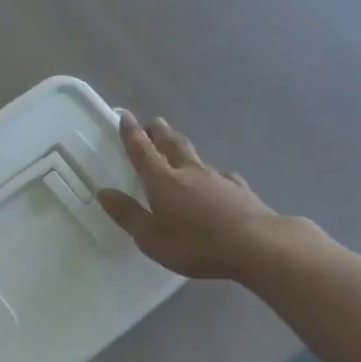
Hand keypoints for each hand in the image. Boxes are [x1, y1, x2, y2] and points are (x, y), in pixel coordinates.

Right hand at [97, 113, 279, 280]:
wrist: (257, 246)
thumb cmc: (195, 244)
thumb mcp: (151, 237)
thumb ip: (127, 214)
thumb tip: (103, 192)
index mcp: (163, 181)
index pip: (142, 152)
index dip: (131, 134)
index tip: (125, 116)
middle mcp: (189, 172)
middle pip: (172, 145)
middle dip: (160, 133)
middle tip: (153, 122)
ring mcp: (218, 179)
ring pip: (196, 156)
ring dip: (184, 147)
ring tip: (178, 143)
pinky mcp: (240, 191)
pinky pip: (222, 175)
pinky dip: (213, 172)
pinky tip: (219, 176)